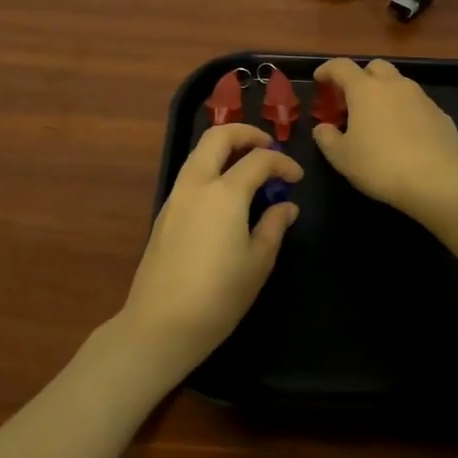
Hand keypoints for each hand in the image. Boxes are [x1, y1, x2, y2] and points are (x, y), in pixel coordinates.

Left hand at [118, 123, 301, 383]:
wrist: (161, 324)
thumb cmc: (218, 296)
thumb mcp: (257, 263)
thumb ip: (273, 227)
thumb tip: (285, 206)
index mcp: (225, 193)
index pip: (259, 160)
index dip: (282, 163)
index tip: (297, 177)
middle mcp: (197, 184)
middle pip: (218, 137)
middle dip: (246, 133)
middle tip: (268, 147)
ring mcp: (176, 196)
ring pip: (199, 152)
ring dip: (225, 148)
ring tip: (249, 166)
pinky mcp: (165, 212)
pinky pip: (191, 174)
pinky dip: (211, 168)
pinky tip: (226, 194)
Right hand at [311, 58, 457, 215]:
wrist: (436, 180)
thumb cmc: (380, 165)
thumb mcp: (341, 157)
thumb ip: (326, 138)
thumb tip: (323, 128)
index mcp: (365, 90)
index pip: (341, 66)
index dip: (327, 69)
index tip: (320, 80)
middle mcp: (395, 85)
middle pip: (375, 67)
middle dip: (361, 77)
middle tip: (353, 100)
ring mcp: (421, 98)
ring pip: (400, 84)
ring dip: (386, 94)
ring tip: (380, 120)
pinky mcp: (441, 115)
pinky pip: (418, 105)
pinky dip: (406, 112)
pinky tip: (405, 136)